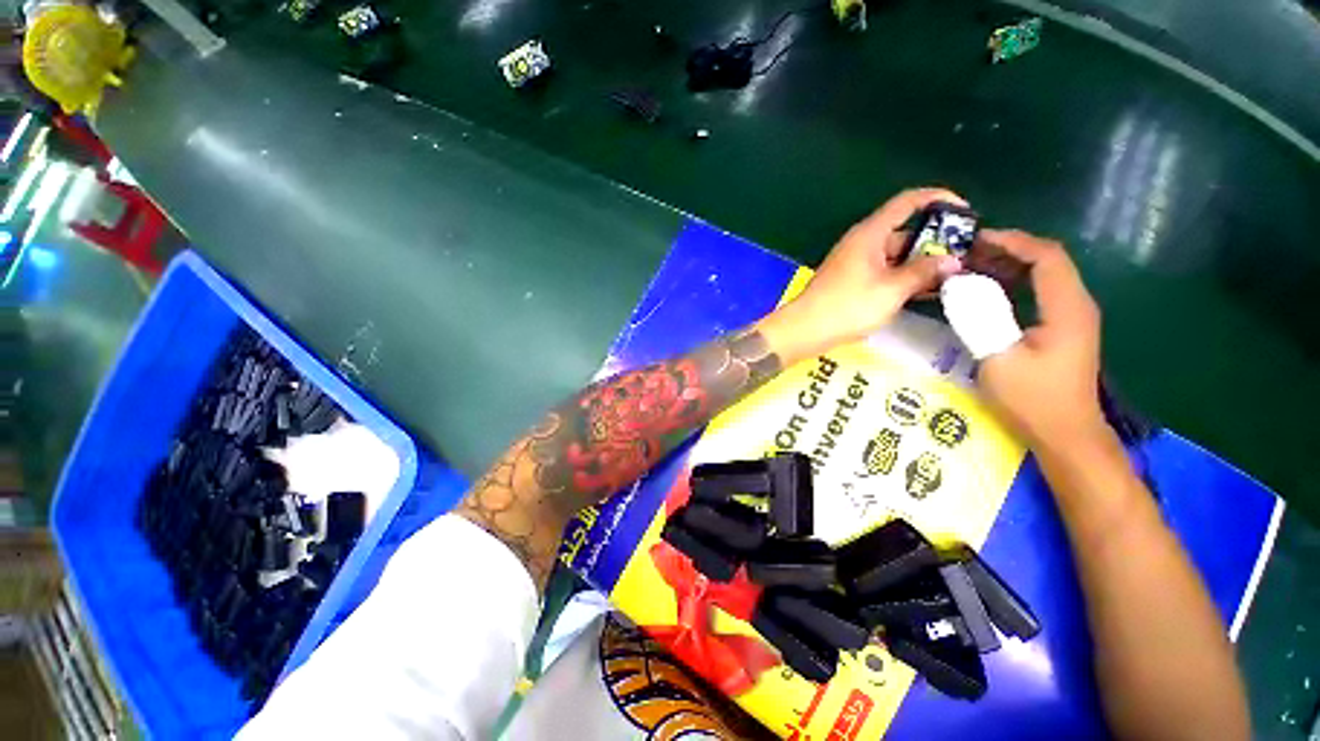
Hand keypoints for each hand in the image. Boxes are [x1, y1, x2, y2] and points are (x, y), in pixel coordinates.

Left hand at [757, 188, 964, 362]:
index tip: (966, 212)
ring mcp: (856, 263)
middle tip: (966, 255)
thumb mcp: (891, 289)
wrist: (805, 330)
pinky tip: (927, 290)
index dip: (939, 199)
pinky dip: (905, 277)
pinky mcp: (852, 281)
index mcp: (870, 233)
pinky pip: (885, 271)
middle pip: (905, 230)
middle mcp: (863, 242)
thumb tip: (953, 261)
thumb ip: (924, 272)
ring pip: (896, 254)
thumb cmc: (848, 306)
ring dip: (922, 262)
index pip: (908, 202)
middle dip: (936, 240)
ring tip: (955, 275)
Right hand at [974, 230, 1106, 449]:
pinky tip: (984, 292)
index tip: (975, 240)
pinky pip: (1037, 294)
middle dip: (1006, 251)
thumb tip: (958, 286)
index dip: (1013, 241)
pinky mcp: (1061, 329)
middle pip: (1046, 261)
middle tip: (965, 254)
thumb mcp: (998, 359)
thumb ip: (979, 318)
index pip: (1046, 256)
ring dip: (1007, 267)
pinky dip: (1011, 285)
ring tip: (969, 268)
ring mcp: (1070, 317)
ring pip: (1042, 276)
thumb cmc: (1033, 400)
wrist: (1065, 434)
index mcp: (1067, 308)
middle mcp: (1075, 305)